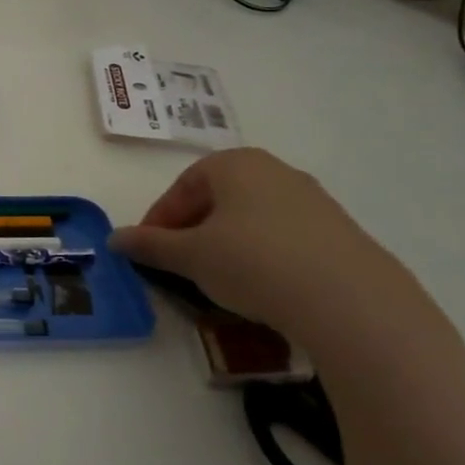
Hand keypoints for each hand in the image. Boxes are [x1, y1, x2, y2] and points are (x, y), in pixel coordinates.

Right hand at [109, 147, 435, 347]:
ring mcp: (313, 200)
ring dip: (225, 244)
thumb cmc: (253, 262)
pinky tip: (259, 287)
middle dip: (192, 229)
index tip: (148, 250)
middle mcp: (275, 171)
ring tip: (216, 279)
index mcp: (235, 164)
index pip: (183, 186)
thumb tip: (115, 239)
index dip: (159, 219)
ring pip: (250, 218)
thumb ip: (149, 245)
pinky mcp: (338, 232)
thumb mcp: (189, 256)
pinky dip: (260, 256)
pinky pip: (283, 237)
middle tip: (178, 263)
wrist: (350, 300)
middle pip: (218, 198)